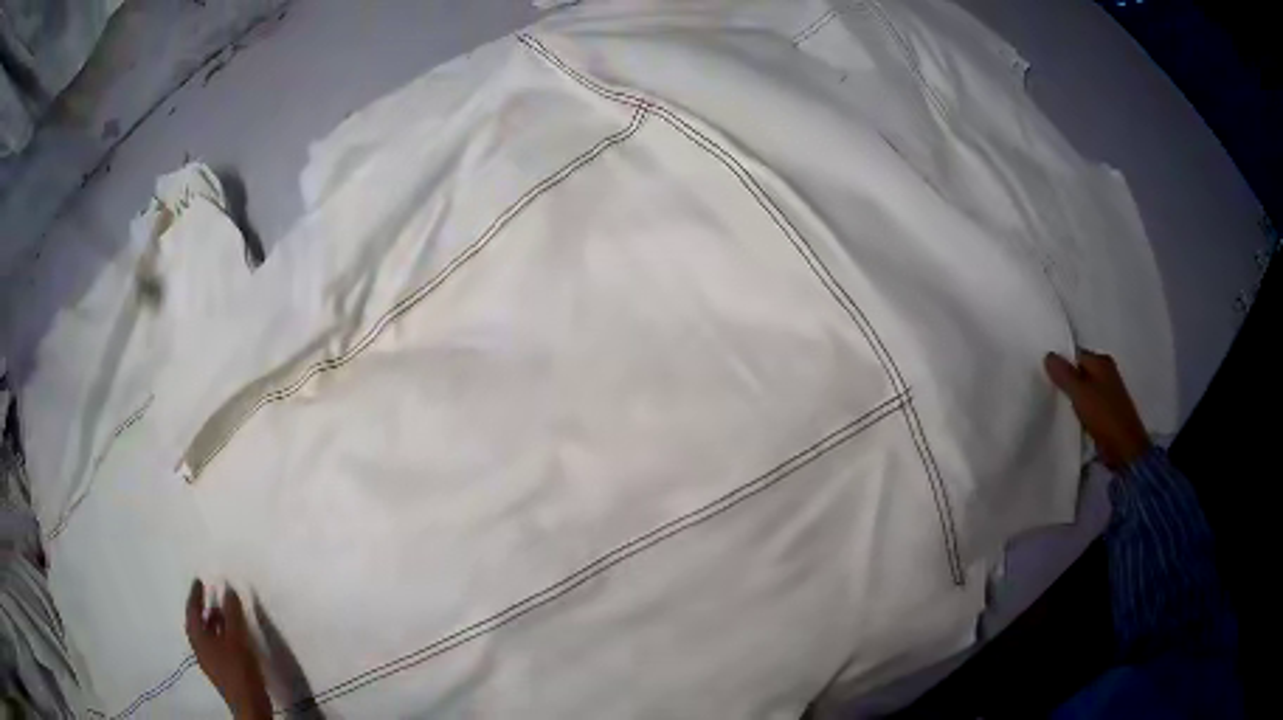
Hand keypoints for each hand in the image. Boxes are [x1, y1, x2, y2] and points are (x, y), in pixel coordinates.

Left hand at [186, 580, 271, 719]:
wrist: (249, 705)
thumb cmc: (239, 669)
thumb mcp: (237, 638)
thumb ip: (232, 613)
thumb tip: (227, 589)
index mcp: (198, 637)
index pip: (193, 610)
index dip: (195, 594)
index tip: (199, 581)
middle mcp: (199, 647)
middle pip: (197, 623)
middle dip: (204, 609)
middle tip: (210, 596)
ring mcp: (209, 661)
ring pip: (207, 635)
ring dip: (213, 623)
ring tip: (224, 614)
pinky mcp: (220, 670)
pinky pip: (215, 645)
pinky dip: (220, 635)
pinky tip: (232, 637)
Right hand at [1044, 350, 1151, 469]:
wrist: (1124, 448)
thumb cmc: (1104, 415)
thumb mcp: (1080, 392)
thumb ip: (1064, 374)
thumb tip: (1048, 355)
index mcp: (1101, 361)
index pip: (1075, 354)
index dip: (1060, 363)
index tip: (1045, 375)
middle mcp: (1106, 371)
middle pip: (1080, 371)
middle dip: (1066, 379)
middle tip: (1048, 389)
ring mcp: (1108, 391)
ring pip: (1083, 388)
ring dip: (1072, 395)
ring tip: (1056, 404)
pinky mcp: (1107, 410)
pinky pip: (1088, 402)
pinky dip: (1080, 407)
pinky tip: (1071, 416)